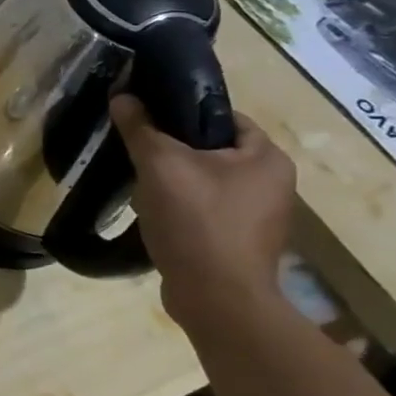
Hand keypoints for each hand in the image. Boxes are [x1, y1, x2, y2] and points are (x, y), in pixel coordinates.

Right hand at [110, 93, 296, 328]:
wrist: (216, 299)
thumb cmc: (197, 222)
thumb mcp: (161, 165)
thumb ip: (140, 128)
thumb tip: (122, 95)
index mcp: (268, 158)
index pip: (224, 117)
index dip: (184, 112)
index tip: (148, 118)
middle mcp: (273, 184)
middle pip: (213, 150)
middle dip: (173, 150)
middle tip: (138, 151)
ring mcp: (258, 217)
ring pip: (206, 182)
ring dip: (173, 180)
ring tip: (141, 183)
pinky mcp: (239, 242)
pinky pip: (205, 210)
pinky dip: (180, 207)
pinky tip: (154, 214)